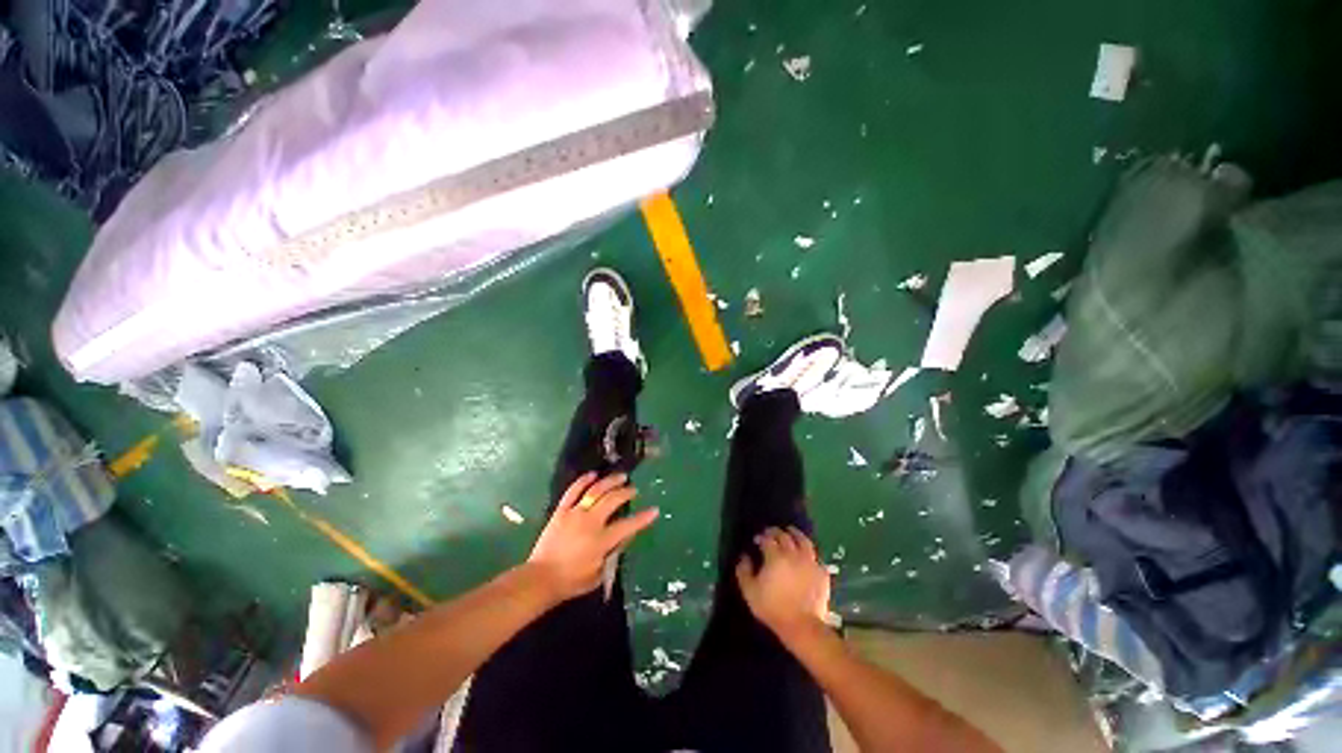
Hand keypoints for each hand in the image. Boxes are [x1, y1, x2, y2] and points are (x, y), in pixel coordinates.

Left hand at [528, 472, 658, 601]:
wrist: (541, 579)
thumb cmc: (571, 581)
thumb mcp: (599, 574)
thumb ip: (614, 553)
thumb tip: (626, 535)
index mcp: (601, 540)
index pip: (628, 525)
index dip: (643, 518)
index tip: (654, 510)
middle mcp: (590, 522)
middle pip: (613, 500)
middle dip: (626, 492)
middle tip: (634, 490)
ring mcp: (574, 514)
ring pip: (596, 490)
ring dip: (610, 481)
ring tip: (621, 477)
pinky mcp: (561, 511)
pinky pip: (573, 491)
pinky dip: (583, 480)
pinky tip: (593, 474)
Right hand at [736, 526, 830, 638]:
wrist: (801, 626)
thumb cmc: (772, 608)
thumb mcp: (750, 591)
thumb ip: (743, 571)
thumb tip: (744, 556)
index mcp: (775, 556)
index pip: (767, 539)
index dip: (761, 537)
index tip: (757, 539)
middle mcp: (793, 554)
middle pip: (785, 536)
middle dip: (776, 532)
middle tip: (771, 533)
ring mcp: (810, 562)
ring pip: (804, 541)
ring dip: (796, 534)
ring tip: (791, 531)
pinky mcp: (822, 573)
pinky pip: (816, 556)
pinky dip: (809, 552)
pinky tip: (806, 554)